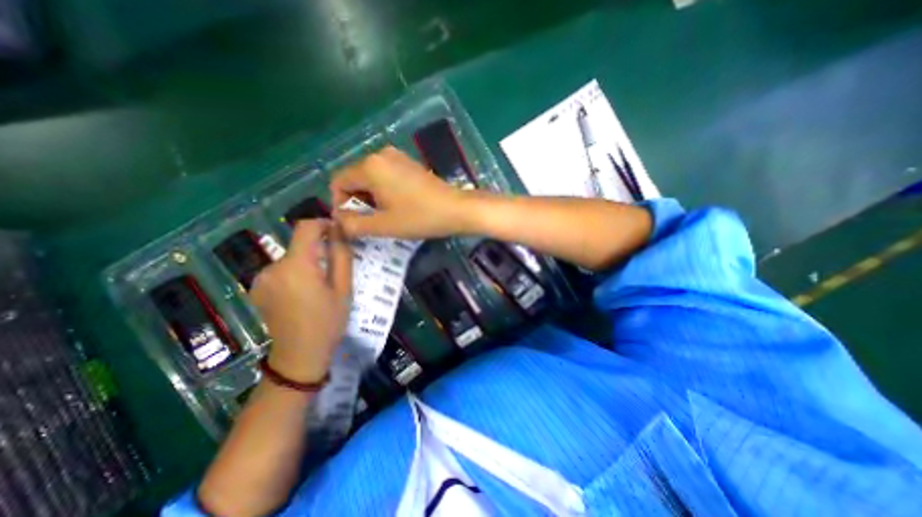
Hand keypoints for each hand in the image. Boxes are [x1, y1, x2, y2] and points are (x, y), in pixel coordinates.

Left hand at [250, 218, 354, 383]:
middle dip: (319, 250)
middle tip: (335, 269)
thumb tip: (339, 231)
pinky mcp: (257, 288)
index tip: (337, 234)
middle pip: (299, 245)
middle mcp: (273, 267)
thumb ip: (342, 256)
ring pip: (291, 258)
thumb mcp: (344, 288)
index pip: (306, 227)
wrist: (299, 357)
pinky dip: (295, 273)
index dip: (323, 224)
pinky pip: (281, 270)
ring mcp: (261, 279)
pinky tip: (304, 294)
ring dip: (307, 263)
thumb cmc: (328, 322)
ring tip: (320, 285)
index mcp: (297, 266)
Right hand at [330, 145, 474, 238]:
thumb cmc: (420, 217)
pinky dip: (384, 191)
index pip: (339, 182)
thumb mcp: (384, 225)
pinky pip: (385, 175)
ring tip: (385, 216)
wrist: (457, 209)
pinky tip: (397, 205)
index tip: (353, 223)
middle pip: (354, 178)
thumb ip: (354, 224)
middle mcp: (380, 154)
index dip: (340, 204)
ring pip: (370, 178)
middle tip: (370, 222)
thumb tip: (339, 221)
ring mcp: (397, 157)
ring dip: (371, 198)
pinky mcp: (409, 163)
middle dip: (357, 201)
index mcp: (370, 166)